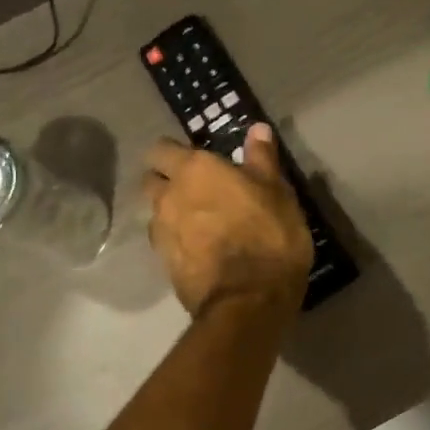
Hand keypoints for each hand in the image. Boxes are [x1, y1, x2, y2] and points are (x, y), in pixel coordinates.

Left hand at [144, 124, 313, 315]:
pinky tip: (201, 252)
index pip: (162, 148)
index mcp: (195, 170)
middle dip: (166, 181)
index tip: (196, 162)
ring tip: (200, 226)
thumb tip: (256, 129)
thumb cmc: (269, 236)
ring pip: (156, 214)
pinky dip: (179, 243)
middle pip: (152, 180)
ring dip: (171, 215)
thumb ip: (262, 160)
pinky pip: (166, 244)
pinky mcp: (164, 266)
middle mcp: (168, 196)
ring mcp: (161, 233)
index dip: (175, 153)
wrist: (249, 300)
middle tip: (196, 192)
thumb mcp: (277, 193)